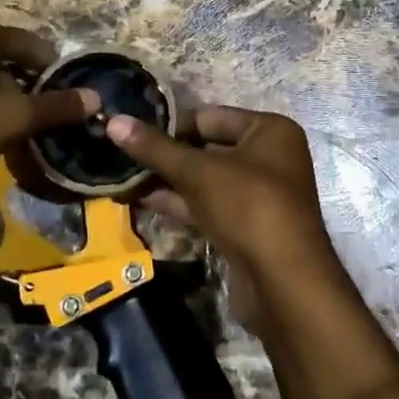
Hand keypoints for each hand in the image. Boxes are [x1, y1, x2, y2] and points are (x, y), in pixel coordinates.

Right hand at [105, 106, 346, 335]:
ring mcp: (260, 195)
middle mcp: (269, 157)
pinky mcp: (248, 227)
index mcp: (269, 130)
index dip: (170, 125)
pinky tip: (143, 201)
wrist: (284, 282)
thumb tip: (114, 121)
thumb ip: (155, 148)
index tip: (132, 133)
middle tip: (122, 157)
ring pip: (206, 180)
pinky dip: (180, 204)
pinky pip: (209, 206)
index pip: (209, 116)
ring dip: (169, 182)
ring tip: (124, 179)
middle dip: (166, 156)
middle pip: (208, 148)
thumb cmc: (248, 207)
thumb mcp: (198, 172)